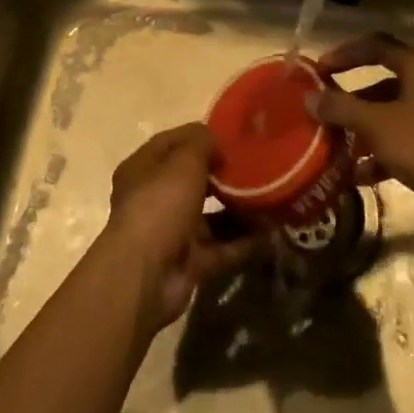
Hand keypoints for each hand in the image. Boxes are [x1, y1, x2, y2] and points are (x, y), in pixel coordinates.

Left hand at [103, 125, 259, 334]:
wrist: (146, 275)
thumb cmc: (160, 204)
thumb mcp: (184, 161)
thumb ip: (203, 143)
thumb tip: (217, 143)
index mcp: (143, 168)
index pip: (173, 143)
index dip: (201, 136)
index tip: (233, 136)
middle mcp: (154, 198)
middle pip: (193, 180)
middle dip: (223, 175)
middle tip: (256, 167)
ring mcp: (172, 232)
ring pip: (210, 216)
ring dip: (238, 209)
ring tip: (270, 198)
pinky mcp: (189, 262)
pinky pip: (221, 247)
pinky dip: (243, 241)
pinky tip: (270, 232)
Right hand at [310, 34, 413, 221]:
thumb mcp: (376, 125)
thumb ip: (341, 108)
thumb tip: (310, 98)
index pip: (375, 46)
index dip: (344, 54)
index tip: (318, 70)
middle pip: (382, 84)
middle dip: (350, 100)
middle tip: (323, 110)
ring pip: (391, 116)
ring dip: (363, 131)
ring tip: (334, 147)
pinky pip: (403, 143)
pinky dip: (381, 155)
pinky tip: (359, 176)